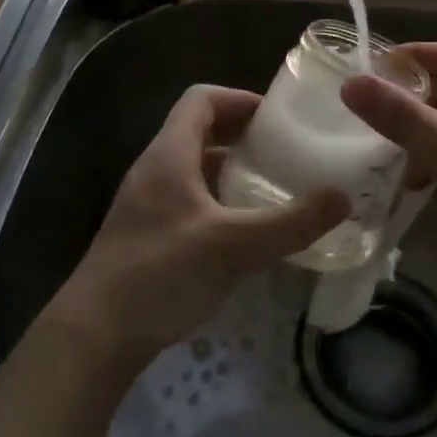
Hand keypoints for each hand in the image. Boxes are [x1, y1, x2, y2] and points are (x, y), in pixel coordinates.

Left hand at [45, 85, 348, 376]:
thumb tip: (343, 198)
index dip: (240, 99)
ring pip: (195, 166)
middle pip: (200, 129)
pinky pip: (189, 198)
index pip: (202, 99)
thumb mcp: (233, 247)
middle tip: (285, 151)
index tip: (278, 119)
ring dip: (232, 169)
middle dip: (243, 134)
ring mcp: (148, 202)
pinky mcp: (147, 234)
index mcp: (170, 154)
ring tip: (272, 187)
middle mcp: (156, 168)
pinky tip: (243, 231)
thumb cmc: (161, 275)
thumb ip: (290, 223)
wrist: (93, 338)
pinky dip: (218, 199)